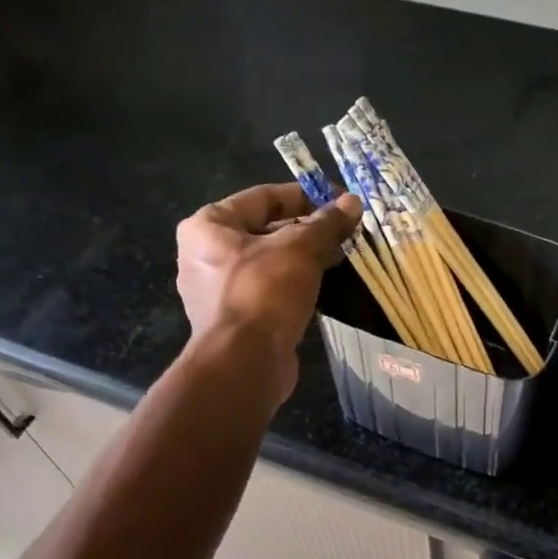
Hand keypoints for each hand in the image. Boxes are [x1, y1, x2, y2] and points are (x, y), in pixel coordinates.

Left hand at [175, 182, 362, 401]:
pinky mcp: (234, 320)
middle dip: (306, 229)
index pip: (263, 198)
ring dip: (303, 259)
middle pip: (264, 230)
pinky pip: (267, 291)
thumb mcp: (301, 249)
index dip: (304, 196)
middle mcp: (204, 255)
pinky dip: (293, 285)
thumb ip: (326, 223)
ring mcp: (216, 291)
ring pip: (268, 263)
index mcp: (208, 226)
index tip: (338, 201)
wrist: (245, 361)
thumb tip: (353, 202)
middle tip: (344, 231)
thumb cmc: (265, 291)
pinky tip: (323, 287)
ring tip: (340, 257)